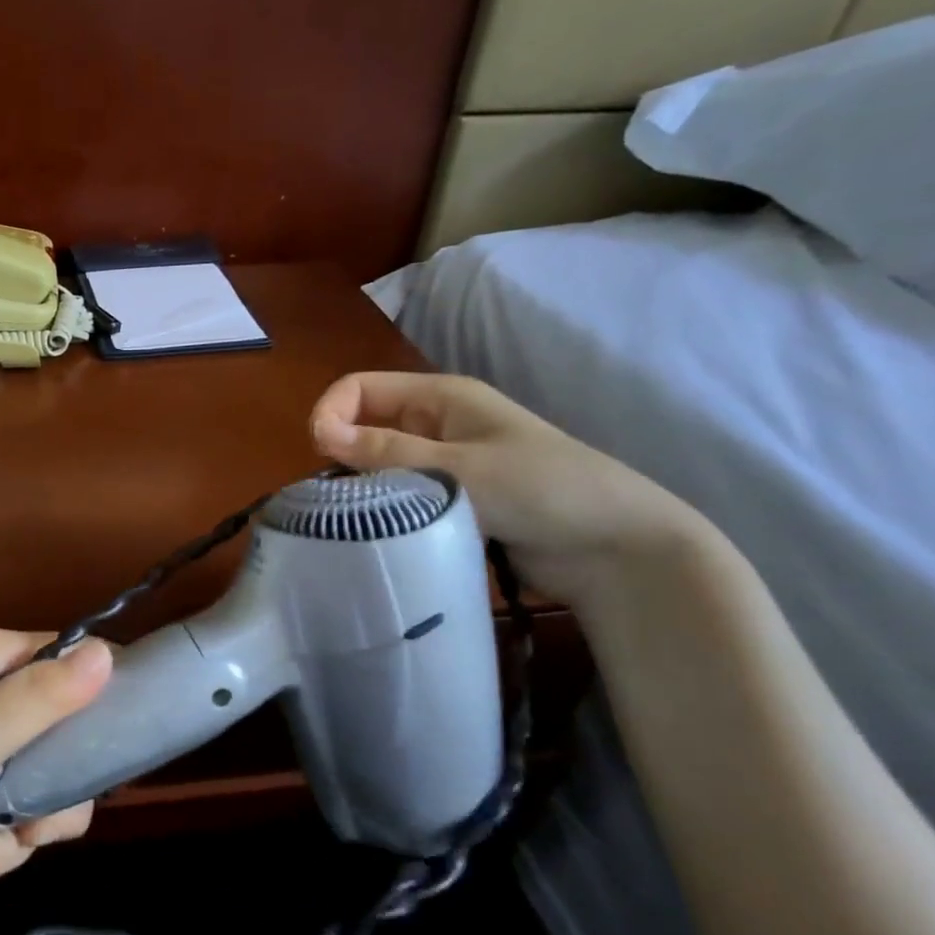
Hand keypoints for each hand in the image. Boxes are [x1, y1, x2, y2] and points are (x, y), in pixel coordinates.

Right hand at [309, 372, 701, 607]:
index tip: (320, 456)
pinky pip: (400, 497)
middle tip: (335, 498)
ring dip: (363, 487)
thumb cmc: (540, 489)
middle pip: (365, 425)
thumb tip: (318, 433)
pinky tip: (379, 533)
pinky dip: (384, 510)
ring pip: (380, 465)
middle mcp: (437, 425)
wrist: (615, 547)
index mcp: (440, 397)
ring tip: (353, 520)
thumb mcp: (458, 467)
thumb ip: (387, 453)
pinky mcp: (450, 501)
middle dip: (342, 454)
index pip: (360, 388)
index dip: (332, 412)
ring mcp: (444, 464)